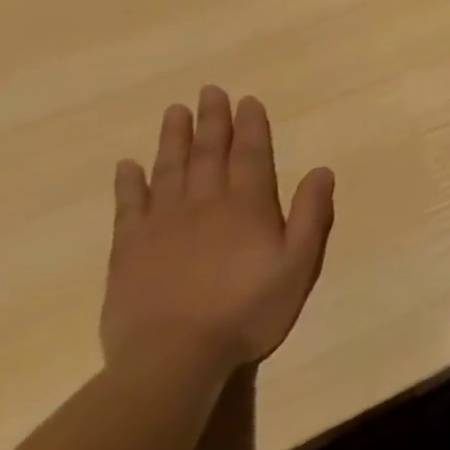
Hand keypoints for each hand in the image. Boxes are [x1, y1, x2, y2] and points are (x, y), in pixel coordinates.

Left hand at [101, 86, 334, 378]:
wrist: (173, 358)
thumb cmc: (247, 310)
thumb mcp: (298, 265)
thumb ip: (312, 215)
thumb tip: (321, 170)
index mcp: (247, 205)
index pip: (250, 154)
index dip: (251, 126)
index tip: (247, 100)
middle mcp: (205, 203)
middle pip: (209, 153)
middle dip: (212, 120)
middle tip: (210, 91)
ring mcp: (162, 225)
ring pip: (169, 170)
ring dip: (174, 139)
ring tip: (175, 112)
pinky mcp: (129, 250)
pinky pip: (128, 206)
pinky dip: (129, 183)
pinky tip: (128, 165)